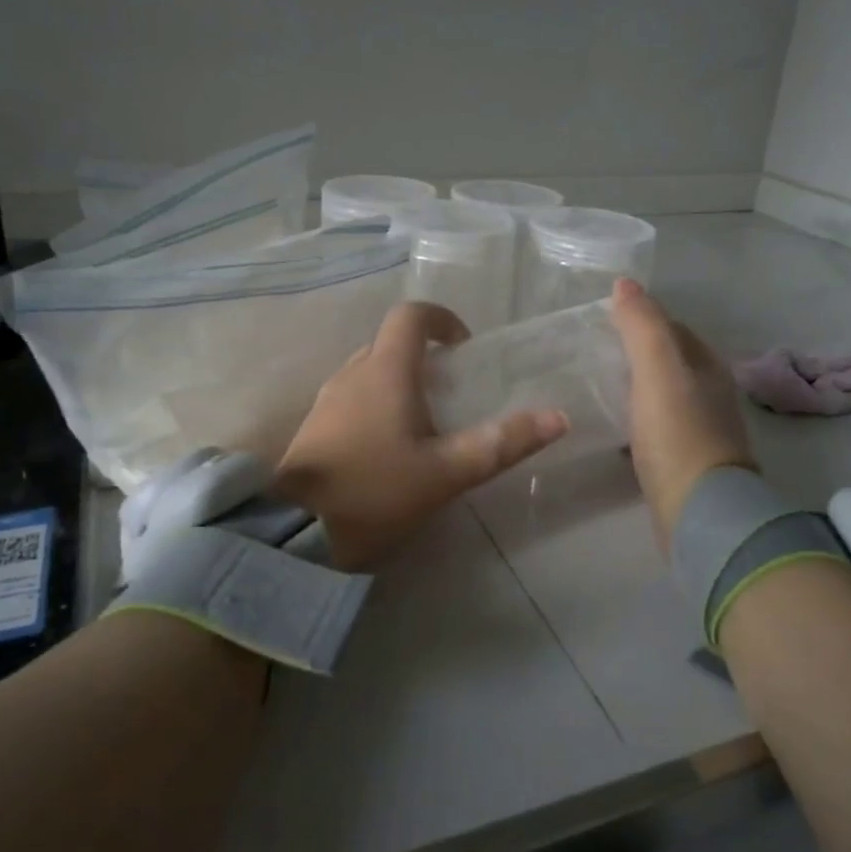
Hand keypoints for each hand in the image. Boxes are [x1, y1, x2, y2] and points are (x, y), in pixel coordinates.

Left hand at [273, 302, 568, 570]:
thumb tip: (557, 417)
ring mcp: (327, 400)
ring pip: (370, 372)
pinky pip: (353, 398)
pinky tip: (391, 448)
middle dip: (426, 358)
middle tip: (454, 393)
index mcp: (384, 371)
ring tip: (428, 424)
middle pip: (390, 344)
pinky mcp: (313, 428)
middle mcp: (351, 374)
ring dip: (401, 383)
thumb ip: (501, 444)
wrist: (293, 534)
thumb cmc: (375, 493)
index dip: (442, 320)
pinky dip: (378, 405)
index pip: (411, 316)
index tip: (465, 346)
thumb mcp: (446, 473)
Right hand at [609, 278, 756, 548]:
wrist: (699, 511)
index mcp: (706, 365)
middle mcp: (709, 392)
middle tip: (593, 352)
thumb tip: (625, 283)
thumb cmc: (678, 433)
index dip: (642, 319)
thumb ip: (642, 325)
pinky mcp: (684, 461)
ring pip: (662, 394)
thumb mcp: (657, 369)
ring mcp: (699, 429)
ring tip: (597, 386)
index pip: (672, 328)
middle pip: (669, 361)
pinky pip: (656, 427)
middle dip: (636, 352)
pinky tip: (614, 427)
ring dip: (635, 386)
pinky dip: (636, 419)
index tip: (604, 321)